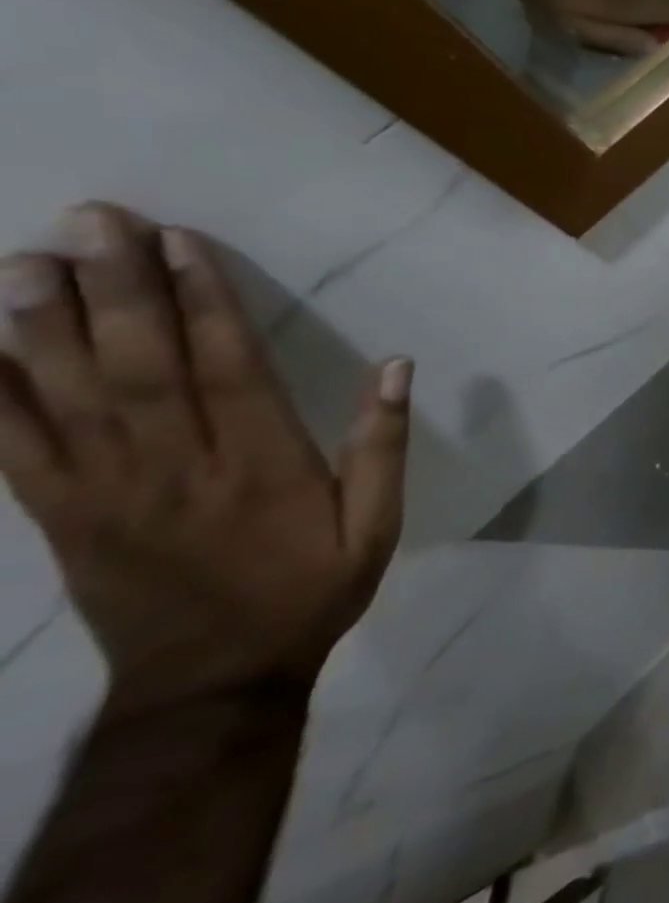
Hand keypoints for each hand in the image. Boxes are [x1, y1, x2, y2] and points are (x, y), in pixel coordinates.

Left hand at [0, 204, 410, 715]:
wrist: (211, 681)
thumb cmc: (309, 591)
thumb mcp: (377, 526)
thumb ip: (383, 446)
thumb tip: (397, 367)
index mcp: (261, 466)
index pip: (226, 366)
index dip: (203, 302)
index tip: (179, 243)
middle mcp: (175, 467)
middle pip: (136, 366)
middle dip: (112, 289)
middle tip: (90, 221)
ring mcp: (102, 492)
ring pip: (62, 395)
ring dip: (36, 323)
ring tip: (22, 259)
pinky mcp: (55, 515)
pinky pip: (5, 448)